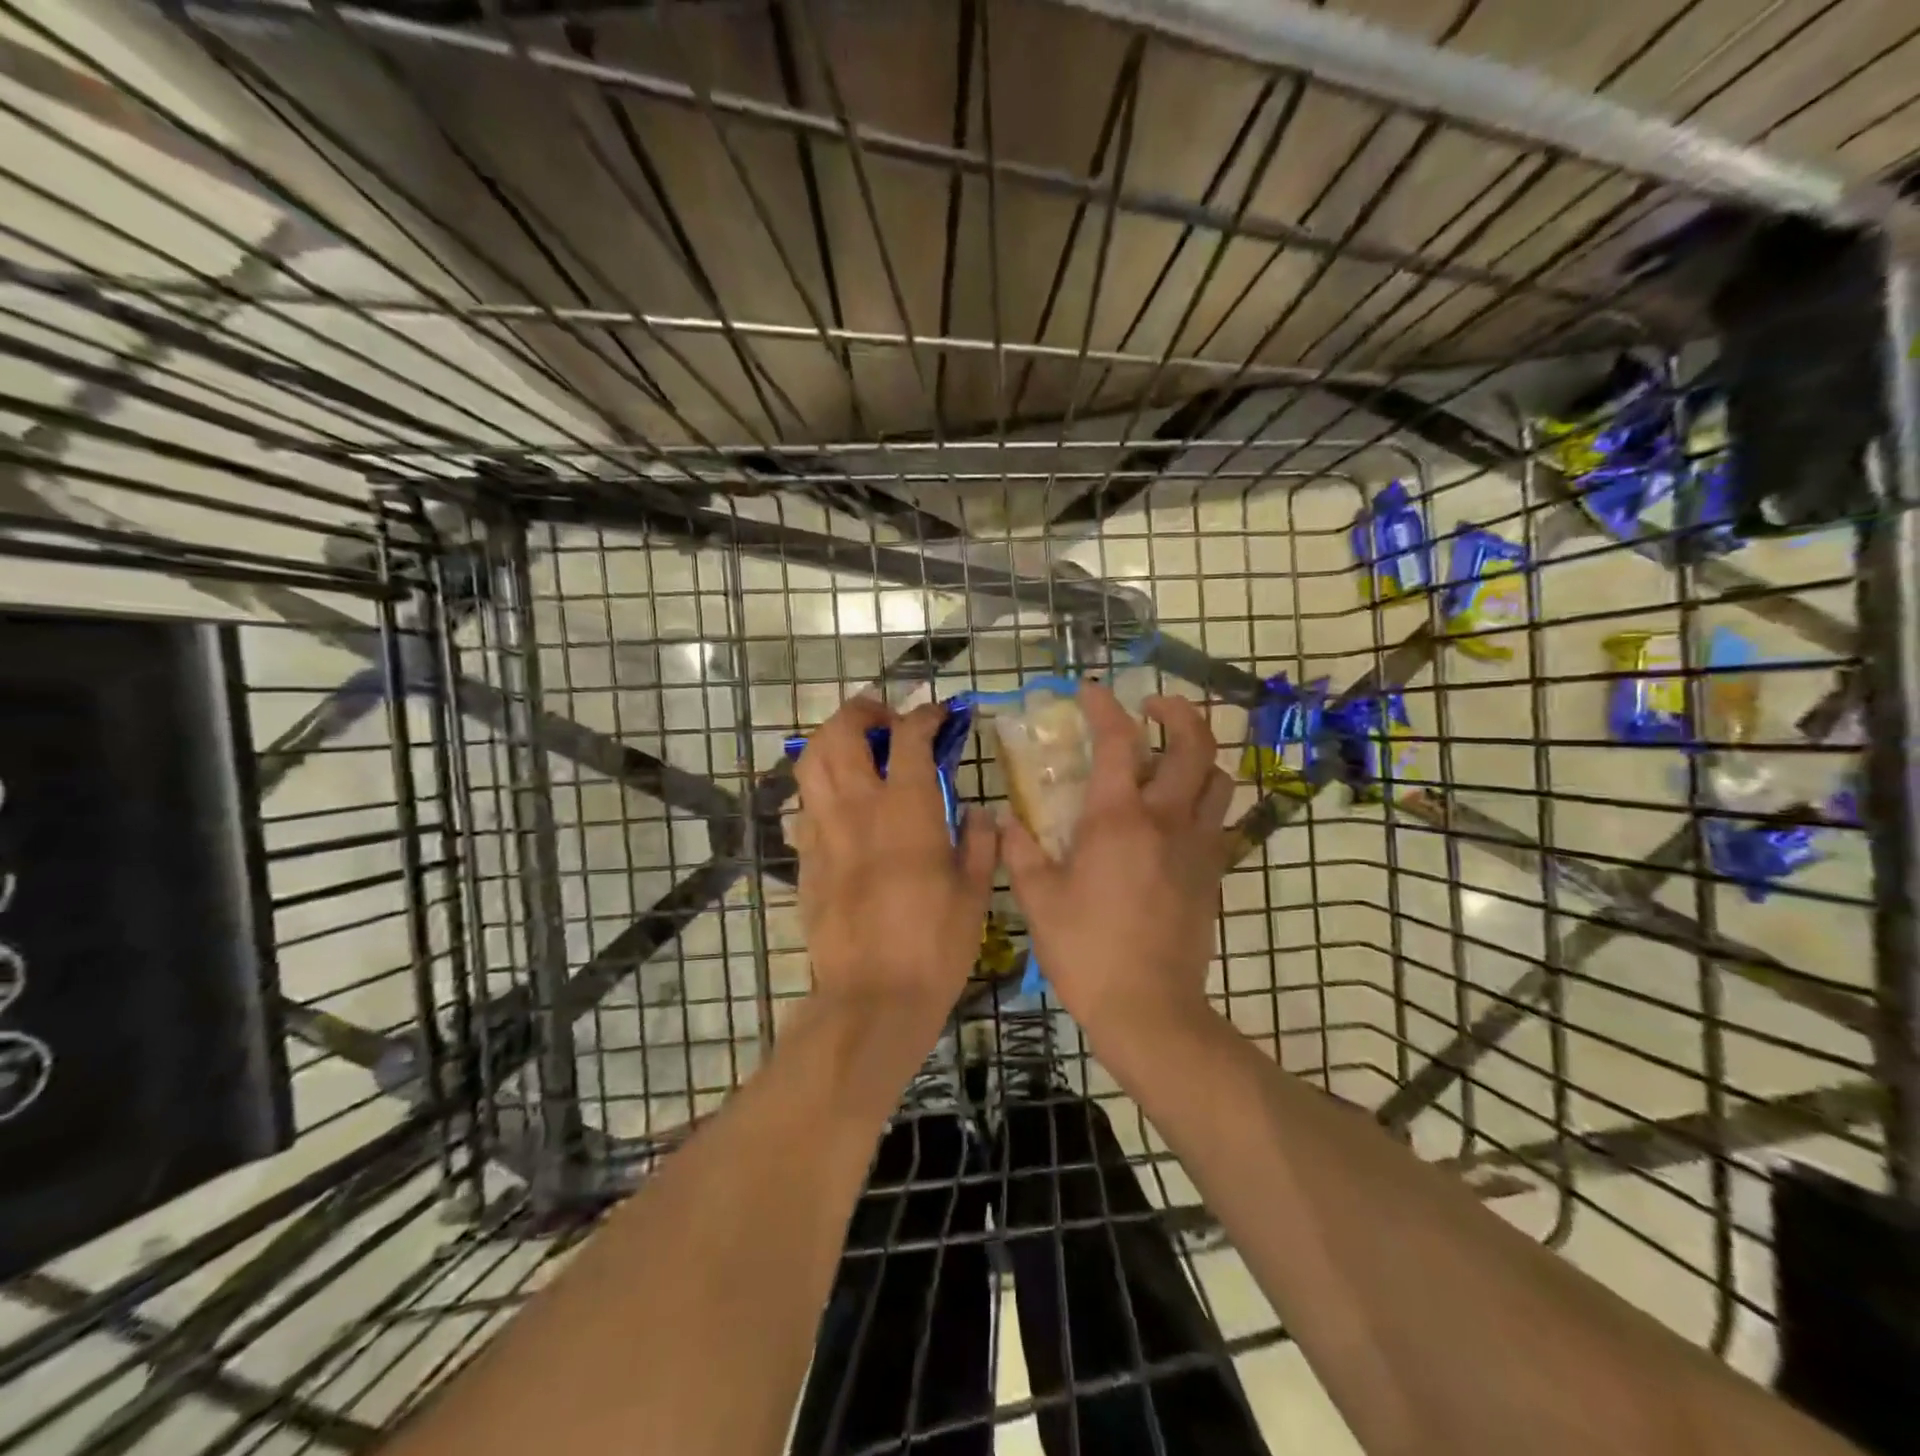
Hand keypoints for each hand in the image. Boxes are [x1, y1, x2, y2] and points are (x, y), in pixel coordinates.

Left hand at [793, 696, 996, 1018]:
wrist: (873, 997)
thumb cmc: (935, 945)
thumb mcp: (975, 892)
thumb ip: (980, 843)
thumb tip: (978, 813)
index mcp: (907, 810)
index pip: (908, 737)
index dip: (924, 715)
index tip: (938, 716)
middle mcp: (858, 808)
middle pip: (841, 732)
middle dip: (862, 711)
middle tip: (884, 720)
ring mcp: (823, 831)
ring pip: (811, 762)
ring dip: (832, 741)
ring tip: (856, 750)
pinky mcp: (805, 860)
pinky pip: (805, 806)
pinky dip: (822, 789)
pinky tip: (843, 806)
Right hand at [1001, 684, 1232, 1043]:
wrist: (1149, 1008)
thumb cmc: (1086, 951)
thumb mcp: (1039, 900)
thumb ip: (1021, 851)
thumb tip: (1005, 819)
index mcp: (1117, 819)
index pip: (1118, 741)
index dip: (1104, 707)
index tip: (1089, 691)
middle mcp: (1166, 819)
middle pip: (1194, 744)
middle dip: (1176, 712)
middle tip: (1151, 708)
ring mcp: (1198, 845)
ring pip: (1218, 778)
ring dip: (1199, 754)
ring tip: (1171, 757)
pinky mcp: (1213, 872)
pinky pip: (1220, 820)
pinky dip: (1204, 800)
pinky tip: (1176, 815)